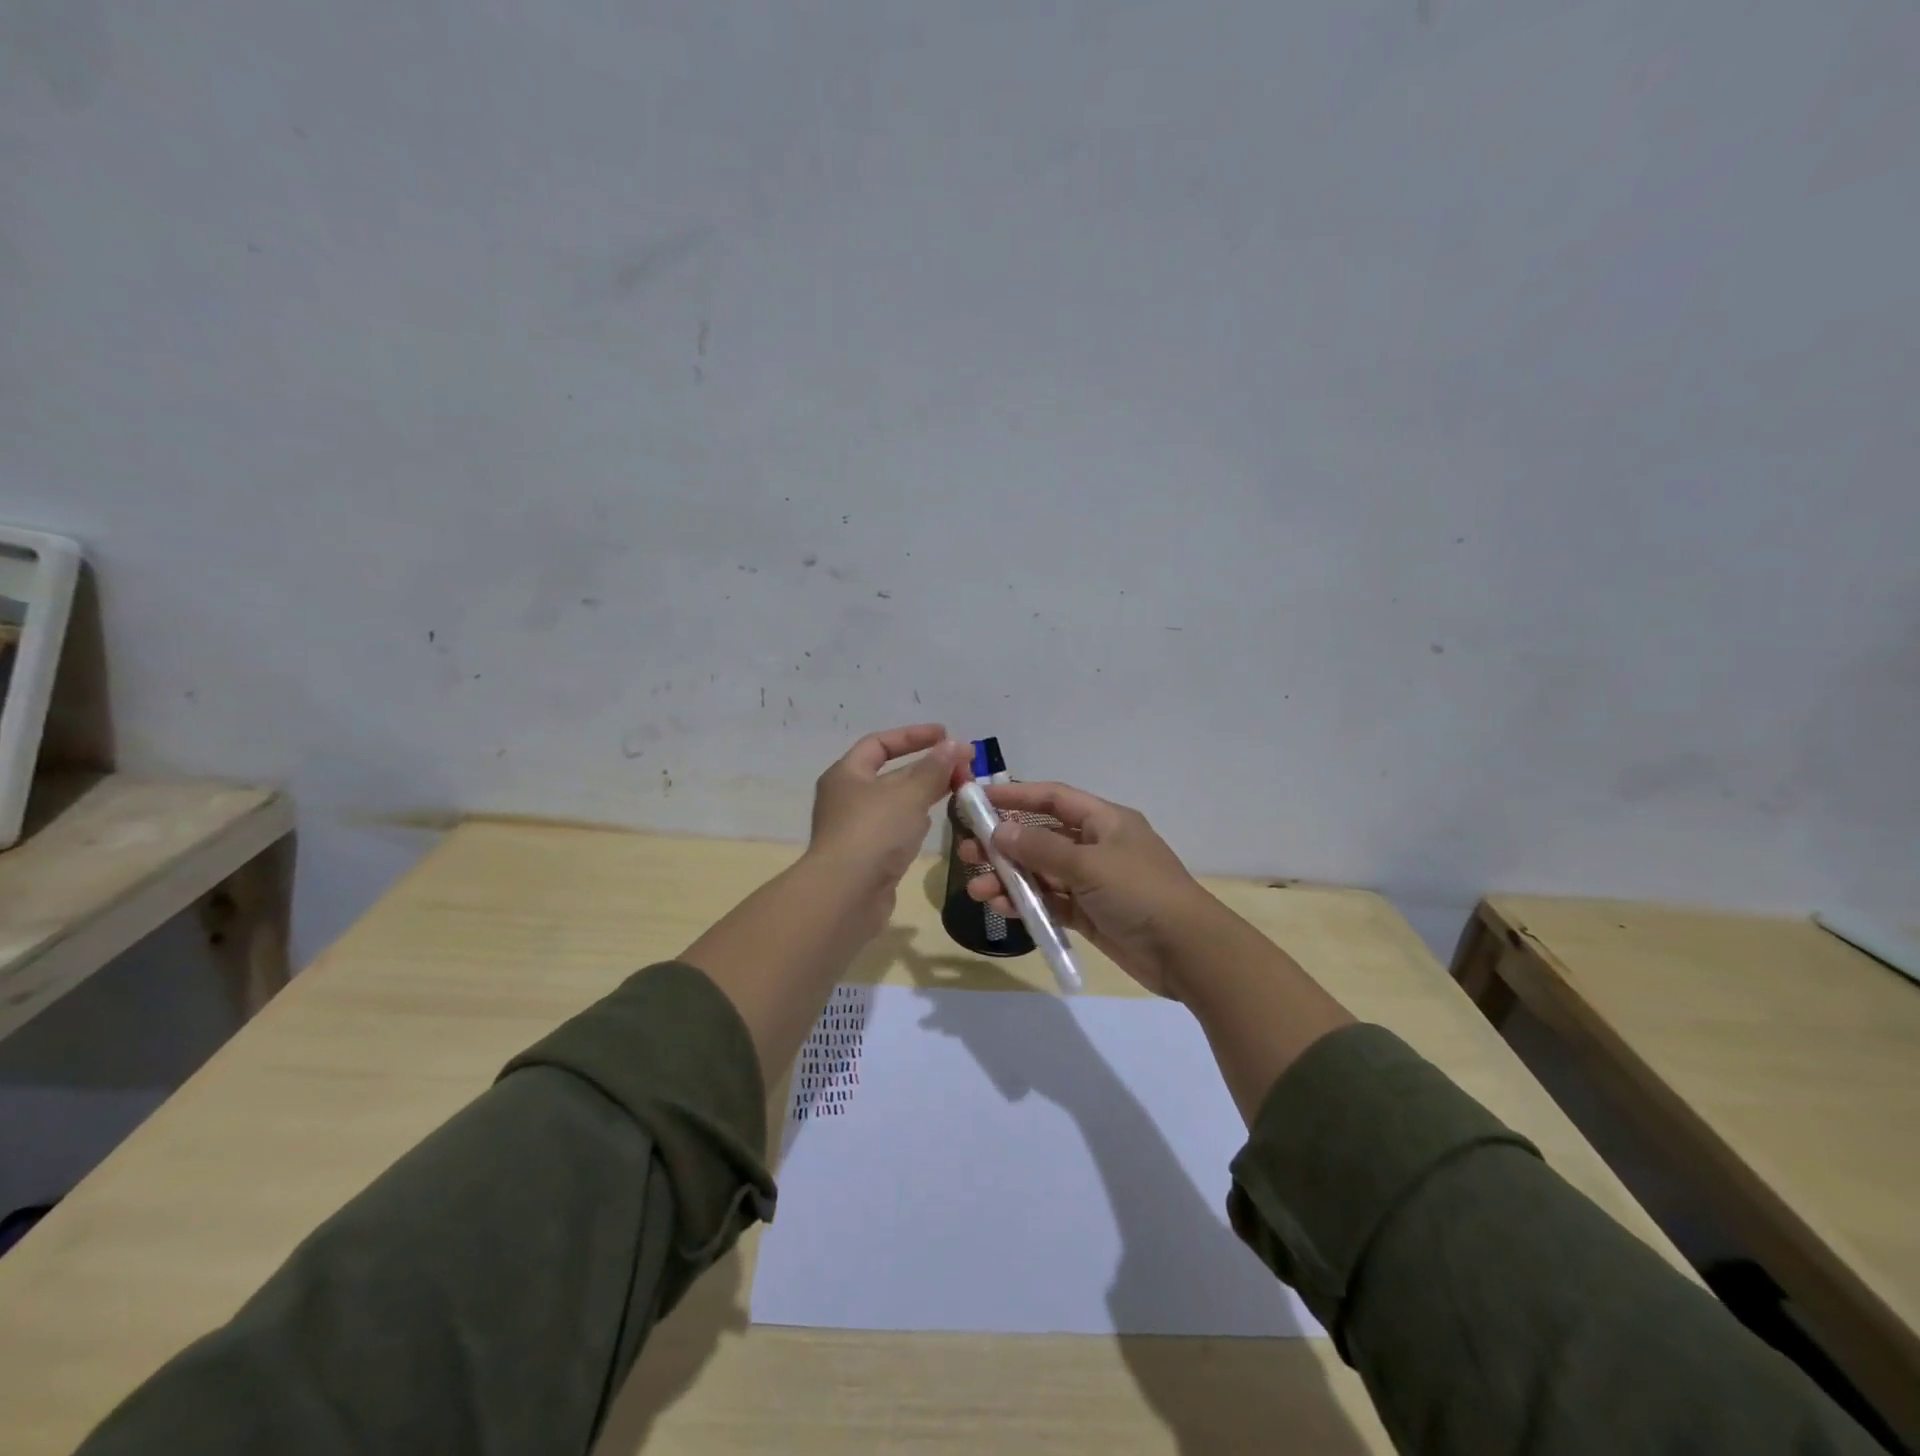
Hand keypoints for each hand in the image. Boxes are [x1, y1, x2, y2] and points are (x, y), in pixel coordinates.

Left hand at [808, 724, 971, 936]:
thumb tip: (954, 745)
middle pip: (891, 774)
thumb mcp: (909, 794)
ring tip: (957, 790)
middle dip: (927, 767)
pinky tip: (934, 823)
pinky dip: (915, 821)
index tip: (946, 735)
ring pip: (896, 803)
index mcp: (847, 774)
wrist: (846, 896)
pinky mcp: (867, 857)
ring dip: (924, 794)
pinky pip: (895, 829)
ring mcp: (856, 829)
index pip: (880, 743)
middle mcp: (847, 798)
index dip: (913, 736)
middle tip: (964, 767)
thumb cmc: (874, 833)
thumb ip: (934, 769)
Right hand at [958, 781, 1217, 997]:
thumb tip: (1000, 831)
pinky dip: (1026, 903)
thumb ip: (1041, 848)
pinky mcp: (1090, 914)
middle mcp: (1097, 845)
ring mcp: (1093, 882)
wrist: (1187, 952)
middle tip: (967, 853)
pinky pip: (1051, 902)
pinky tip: (1000, 908)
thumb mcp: (1088, 864)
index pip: (1053, 798)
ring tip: (976, 888)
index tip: (977, 800)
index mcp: (1104, 820)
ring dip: (1009, 878)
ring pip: (1041, 872)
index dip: (1015, 795)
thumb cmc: (1140, 892)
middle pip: (1041, 836)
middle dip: (1004, 843)